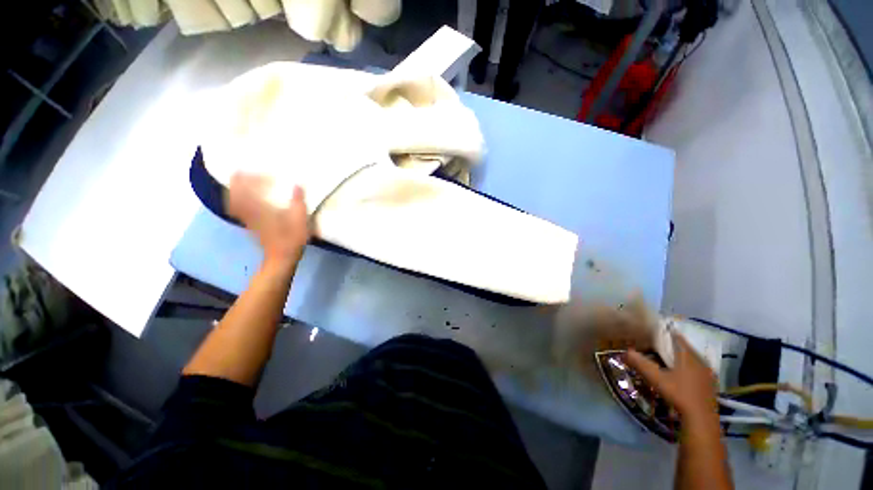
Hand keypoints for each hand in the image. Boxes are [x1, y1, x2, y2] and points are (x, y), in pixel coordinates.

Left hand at [227, 173, 310, 267]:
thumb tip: (297, 185)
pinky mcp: (249, 224)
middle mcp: (248, 211)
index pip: (247, 188)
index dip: (252, 177)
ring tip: (243, 181)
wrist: (281, 258)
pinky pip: (237, 208)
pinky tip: (247, 197)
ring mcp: (247, 219)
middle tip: (245, 171)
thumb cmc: (291, 239)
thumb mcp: (300, 220)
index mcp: (259, 208)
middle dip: (237, 180)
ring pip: (233, 201)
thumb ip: (298, 202)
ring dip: (235, 189)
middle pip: (234, 193)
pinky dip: (237, 200)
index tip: (264, 172)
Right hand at [625, 332, 718, 423]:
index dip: (667, 332)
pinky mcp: (709, 385)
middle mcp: (700, 362)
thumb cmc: (679, 394)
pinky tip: (681, 374)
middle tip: (659, 343)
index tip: (656, 330)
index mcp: (688, 357)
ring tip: (669, 357)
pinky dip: (688, 367)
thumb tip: (624, 352)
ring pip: (693, 359)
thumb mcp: (656, 379)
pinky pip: (697, 369)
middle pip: (686, 348)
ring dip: (682, 357)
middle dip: (674, 345)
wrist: (701, 419)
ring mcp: (707, 374)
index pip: (678, 338)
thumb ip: (641, 364)